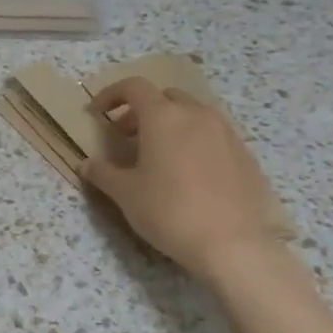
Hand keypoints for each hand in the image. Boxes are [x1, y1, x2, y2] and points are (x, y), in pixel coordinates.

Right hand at [82, 78, 279, 284]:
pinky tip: (189, 174)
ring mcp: (226, 133)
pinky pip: (214, 135)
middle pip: (165, 97)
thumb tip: (87, 164)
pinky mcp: (245, 154)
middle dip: (142, 110)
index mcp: (164, 116)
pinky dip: (194, 141)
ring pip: (193, 114)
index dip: (111, 94)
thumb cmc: (169, 211)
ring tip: (159, 155)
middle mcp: (197, 114)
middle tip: (126, 136)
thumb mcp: (125, 194)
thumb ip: (102, 173)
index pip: (134, 87)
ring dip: (171, 124)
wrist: (233, 245)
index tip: (97, 113)